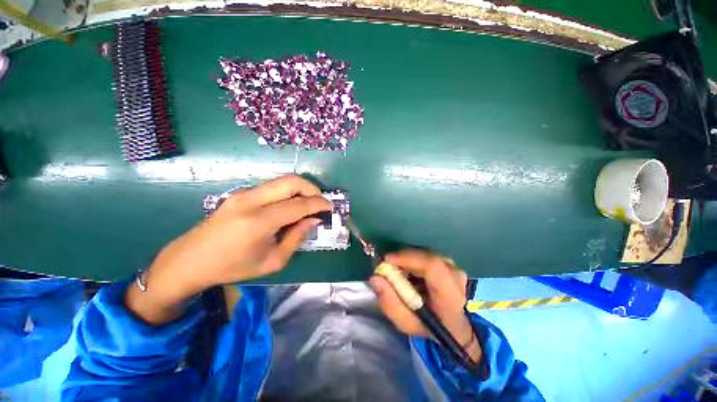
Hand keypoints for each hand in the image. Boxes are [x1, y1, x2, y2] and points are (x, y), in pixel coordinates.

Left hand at [126, 175, 330, 323]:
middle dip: (312, 189)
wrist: (190, 260)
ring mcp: (243, 193)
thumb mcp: (272, 261)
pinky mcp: (240, 193)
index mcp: (260, 221)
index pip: (299, 204)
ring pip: (282, 180)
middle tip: (321, 202)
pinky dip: (288, 192)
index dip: (319, 204)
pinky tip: (290, 206)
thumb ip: (296, 238)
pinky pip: (272, 187)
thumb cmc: (233, 267)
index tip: (331, 208)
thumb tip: (313, 220)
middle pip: (291, 181)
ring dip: (301, 189)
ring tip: (308, 204)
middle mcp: (252, 201)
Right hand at [370, 250, 480, 361]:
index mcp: (450, 297)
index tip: (387, 260)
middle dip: (403, 259)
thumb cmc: (428, 327)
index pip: (432, 267)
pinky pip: (427, 255)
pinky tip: (409, 272)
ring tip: (398, 272)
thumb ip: (390, 303)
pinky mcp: (449, 263)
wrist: (452, 326)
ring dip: (408, 260)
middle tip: (388, 268)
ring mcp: (454, 268)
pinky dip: (414, 260)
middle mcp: (456, 277)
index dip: (408, 259)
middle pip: (426, 257)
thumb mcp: (406, 323)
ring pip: (425, 255)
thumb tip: (375, 277)